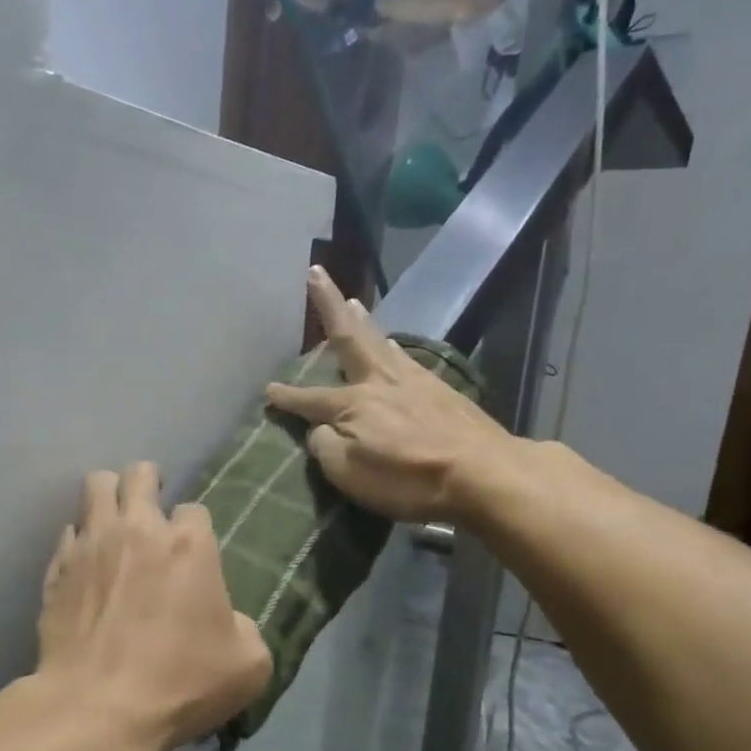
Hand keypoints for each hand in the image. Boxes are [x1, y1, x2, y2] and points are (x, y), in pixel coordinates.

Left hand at [36, 462, 271, 750]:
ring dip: (109, 496)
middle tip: (151, 508)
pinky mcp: (57, 568)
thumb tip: (228, 621)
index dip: (195, 529)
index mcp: (189, 546)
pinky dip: (79, 541)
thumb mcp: (249, 666)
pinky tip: (85, 564)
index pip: (194, 509)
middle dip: (148, 483)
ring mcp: (91, 545)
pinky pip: (68, 533)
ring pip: (96, 486)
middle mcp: (138, 530)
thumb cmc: (180, 684)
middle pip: (139, 474)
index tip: (193, 554)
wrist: (97, 708)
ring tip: (114, 520)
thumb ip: (246, 629)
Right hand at [267, 267, 517, 524]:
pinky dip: (394, 347)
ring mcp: (414, 381)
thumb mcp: (348, 473)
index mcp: (352, 404)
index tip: (268, 390)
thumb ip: (325, 446)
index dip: (287, 397)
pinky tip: (395, 346)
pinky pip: (407, 358)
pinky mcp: (442, 390)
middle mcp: (379, 381)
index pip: (309, 399)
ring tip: (352, 303)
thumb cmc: (407, 478)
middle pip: (348, 337)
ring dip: (363, 321)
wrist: (482, 472)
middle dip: (328, 305)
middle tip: (316, 273)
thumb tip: (319, 429)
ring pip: (380, 342)